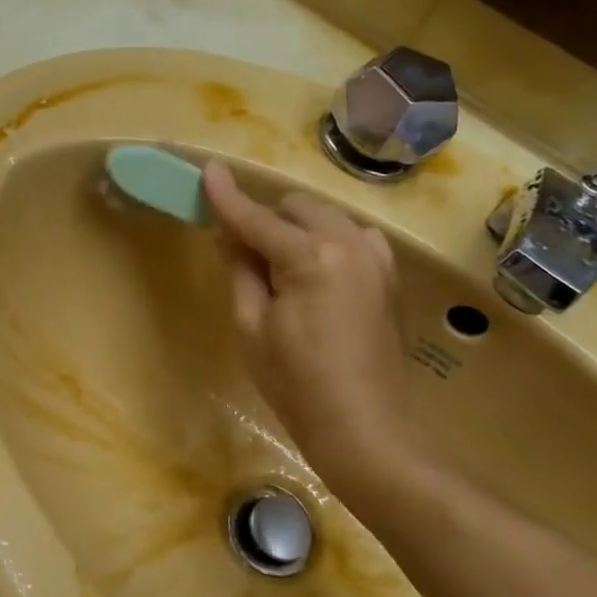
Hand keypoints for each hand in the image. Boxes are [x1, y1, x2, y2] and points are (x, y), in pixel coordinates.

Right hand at [201, 161, 429, 499]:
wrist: (362, 426)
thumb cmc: (294, 383)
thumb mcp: (251, 327)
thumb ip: (241, 270)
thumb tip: (228, 234)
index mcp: (311, 258)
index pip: (256, 218)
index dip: (227, 197)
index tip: (207, 170)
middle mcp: (350, 244)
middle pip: (296, 208)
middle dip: (266, 219)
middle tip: (241, 251)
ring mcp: (377, 258)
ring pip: (327, 217)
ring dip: (298, 228)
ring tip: (280, 266)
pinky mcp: (389, 276)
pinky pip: (354, 236)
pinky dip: (329, 241)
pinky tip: (316, 272)